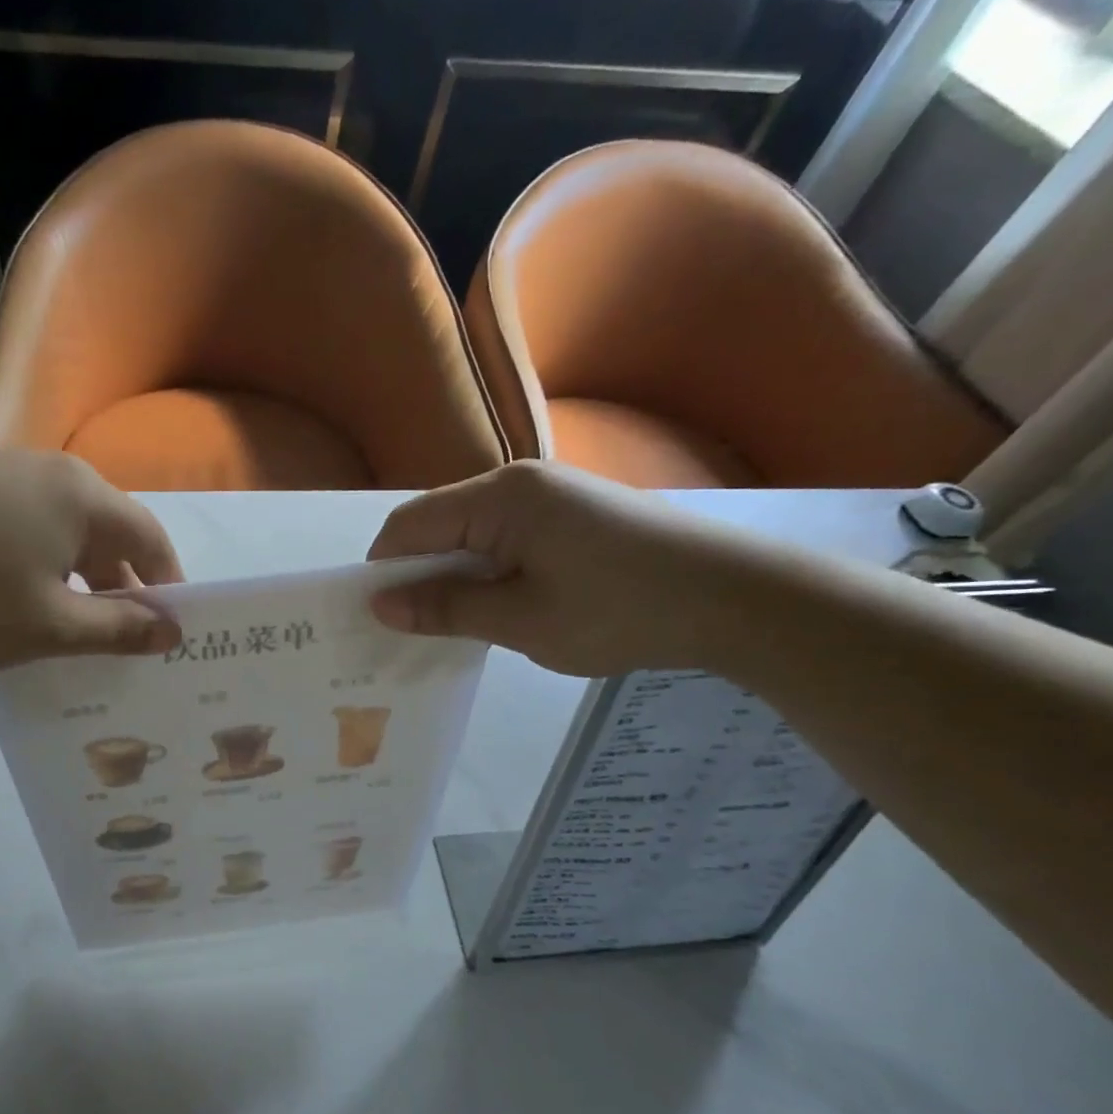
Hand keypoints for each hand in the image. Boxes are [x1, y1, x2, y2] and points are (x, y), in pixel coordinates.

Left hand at [0, 452, 184, 668]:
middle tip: (128, 636)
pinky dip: (45, 562)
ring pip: (67, 528)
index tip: (172, 628)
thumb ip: (120, 629)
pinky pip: (29, 524)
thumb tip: (172, 632)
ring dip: (84, 575)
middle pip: (110, 529)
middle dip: (125, 583)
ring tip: (80, 625)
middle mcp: (49, 470)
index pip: (150, 537)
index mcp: (81, 495)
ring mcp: (2, 473)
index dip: (168, 584)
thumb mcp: (52, 627)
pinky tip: (27, 599)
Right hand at [366, 462, 762, 677]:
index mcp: (499, 498)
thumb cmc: (619, 610)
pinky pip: (504, 538)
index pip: (409, 525)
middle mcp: (518, 482)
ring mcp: (549, 495)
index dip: (382, 570)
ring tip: (457, 625)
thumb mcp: (521, 620)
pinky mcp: (571, 514)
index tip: (376, 618)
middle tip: (412, 631)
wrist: (735, 598)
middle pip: (437, 525)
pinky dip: (487, 571)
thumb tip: (380, 605)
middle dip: (417, 575)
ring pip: (470, 534)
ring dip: (454, 577)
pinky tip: (500, 607)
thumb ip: (446, 608)